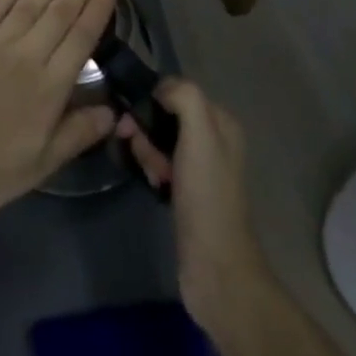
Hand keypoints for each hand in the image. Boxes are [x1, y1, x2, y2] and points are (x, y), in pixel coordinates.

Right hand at [117, 79, 271, 328]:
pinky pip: (160, 164)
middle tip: (144, 155)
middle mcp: (213, 139)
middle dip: (147, 131)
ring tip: (154, 177)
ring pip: (159, 141)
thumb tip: (159, 89)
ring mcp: (200, 167)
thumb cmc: (206, 196)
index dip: (152, 101)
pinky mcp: (187, 191)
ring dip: (148, 153)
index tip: (134, 121)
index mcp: (221, 121)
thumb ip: (184, 98)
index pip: (176, 90)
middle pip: (165, 116)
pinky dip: (152, 170)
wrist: (215, 267)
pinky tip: (154, 186)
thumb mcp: (200, 136)